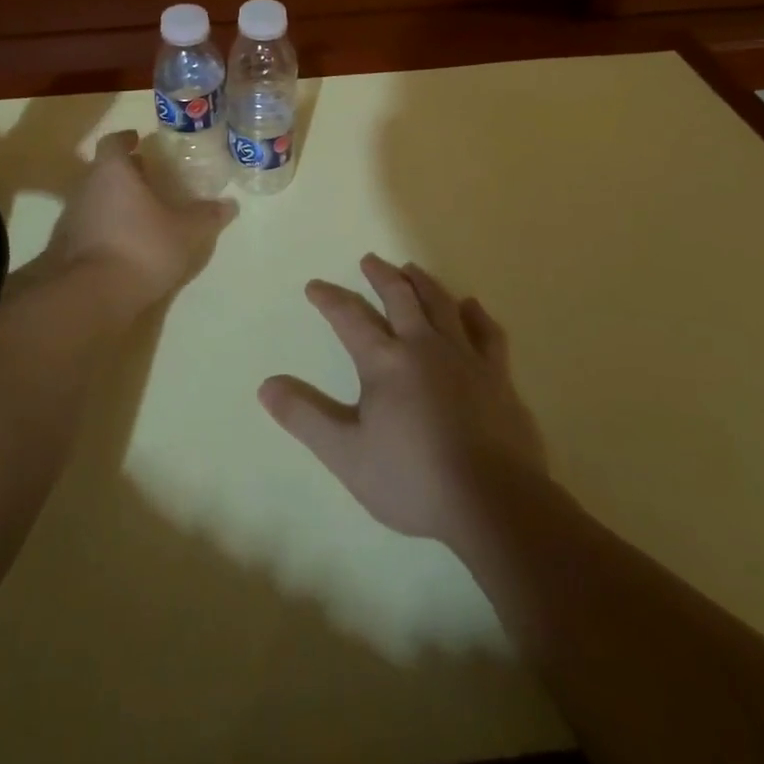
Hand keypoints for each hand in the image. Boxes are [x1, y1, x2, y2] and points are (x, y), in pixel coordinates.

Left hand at [37, 130, 235, 314]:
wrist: (90, 295)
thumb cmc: (140, 248)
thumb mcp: (185, 232)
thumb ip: (206, 216)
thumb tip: (229, 204)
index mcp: (112, 171)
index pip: (113, 142)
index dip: (126, 139)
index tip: (138, 141)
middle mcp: (86, 187)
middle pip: (103, 170)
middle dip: (125, 172)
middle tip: (149, 178)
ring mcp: (70, 217)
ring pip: (94, 198)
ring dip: (114, 201)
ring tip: (140, 213)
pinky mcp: (64, 247)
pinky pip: (88, 226)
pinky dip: (104, 227)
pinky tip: (124, 243)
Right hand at [260, 255, 546, 547]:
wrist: (494, 503)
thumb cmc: (413, 480)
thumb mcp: (346, 454)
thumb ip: (305, 417)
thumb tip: (265, 385)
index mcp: (385, 361)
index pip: (349, 317)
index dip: (329, 299)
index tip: (315, 286)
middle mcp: (424, 346)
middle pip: (399, 297)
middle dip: (380, 276)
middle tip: (369, 260)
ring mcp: (465, 358)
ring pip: (441, 305)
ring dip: (422, 283)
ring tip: (411, 269)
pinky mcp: (498, 377)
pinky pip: (487, 333)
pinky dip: (476, 315)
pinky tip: (471, 306)